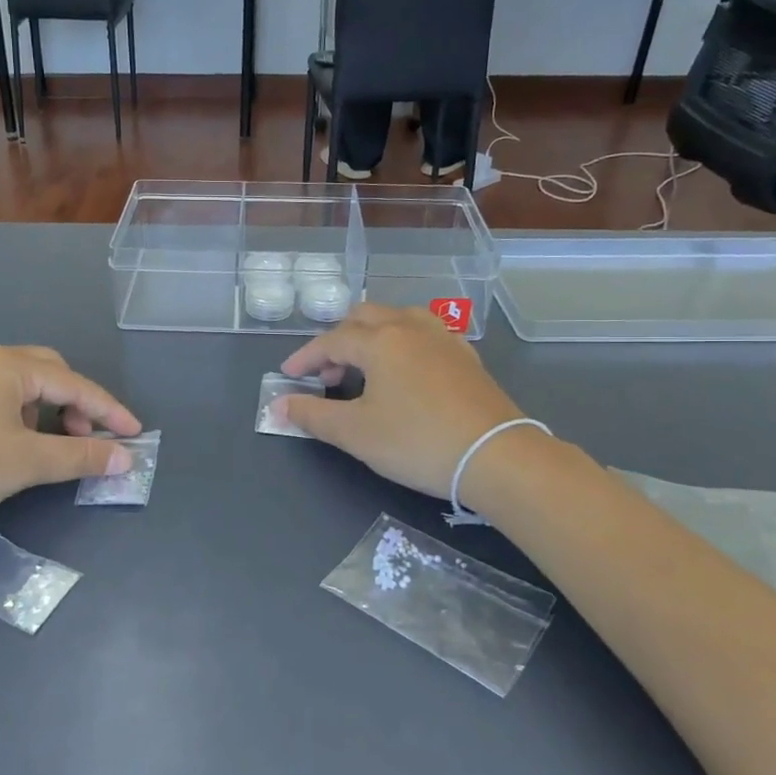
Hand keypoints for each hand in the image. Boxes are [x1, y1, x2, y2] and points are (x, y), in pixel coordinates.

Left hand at [0, 346, 140, 545]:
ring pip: (18, 385)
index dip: (109, 410)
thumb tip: (125, 459)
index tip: (135, 435)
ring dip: (45, 410)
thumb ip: (80, 457)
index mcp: (6, 364)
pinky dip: (15, 415)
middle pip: (47, 371)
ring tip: (47, 447)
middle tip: (86, 439)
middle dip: (76, 404)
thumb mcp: (25, 462)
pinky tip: (7, 445)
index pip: (74, 383)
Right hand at [276, 305, 527, 501]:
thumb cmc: (416, 442)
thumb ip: (312, 415)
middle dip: (338, 342)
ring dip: (372, 337)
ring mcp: (443, 338)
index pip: (331, 340)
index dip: (305, 358)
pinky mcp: (466, 357)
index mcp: (380, 340)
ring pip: (397, 319)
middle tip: (327, 376)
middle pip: (364, 318)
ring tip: (364, 369)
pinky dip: (402, 344)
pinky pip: (424, 334)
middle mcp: (410, 327)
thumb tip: (279, 405)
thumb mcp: (355, 433)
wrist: (497, 456)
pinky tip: (405, 373)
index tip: (289, 376)